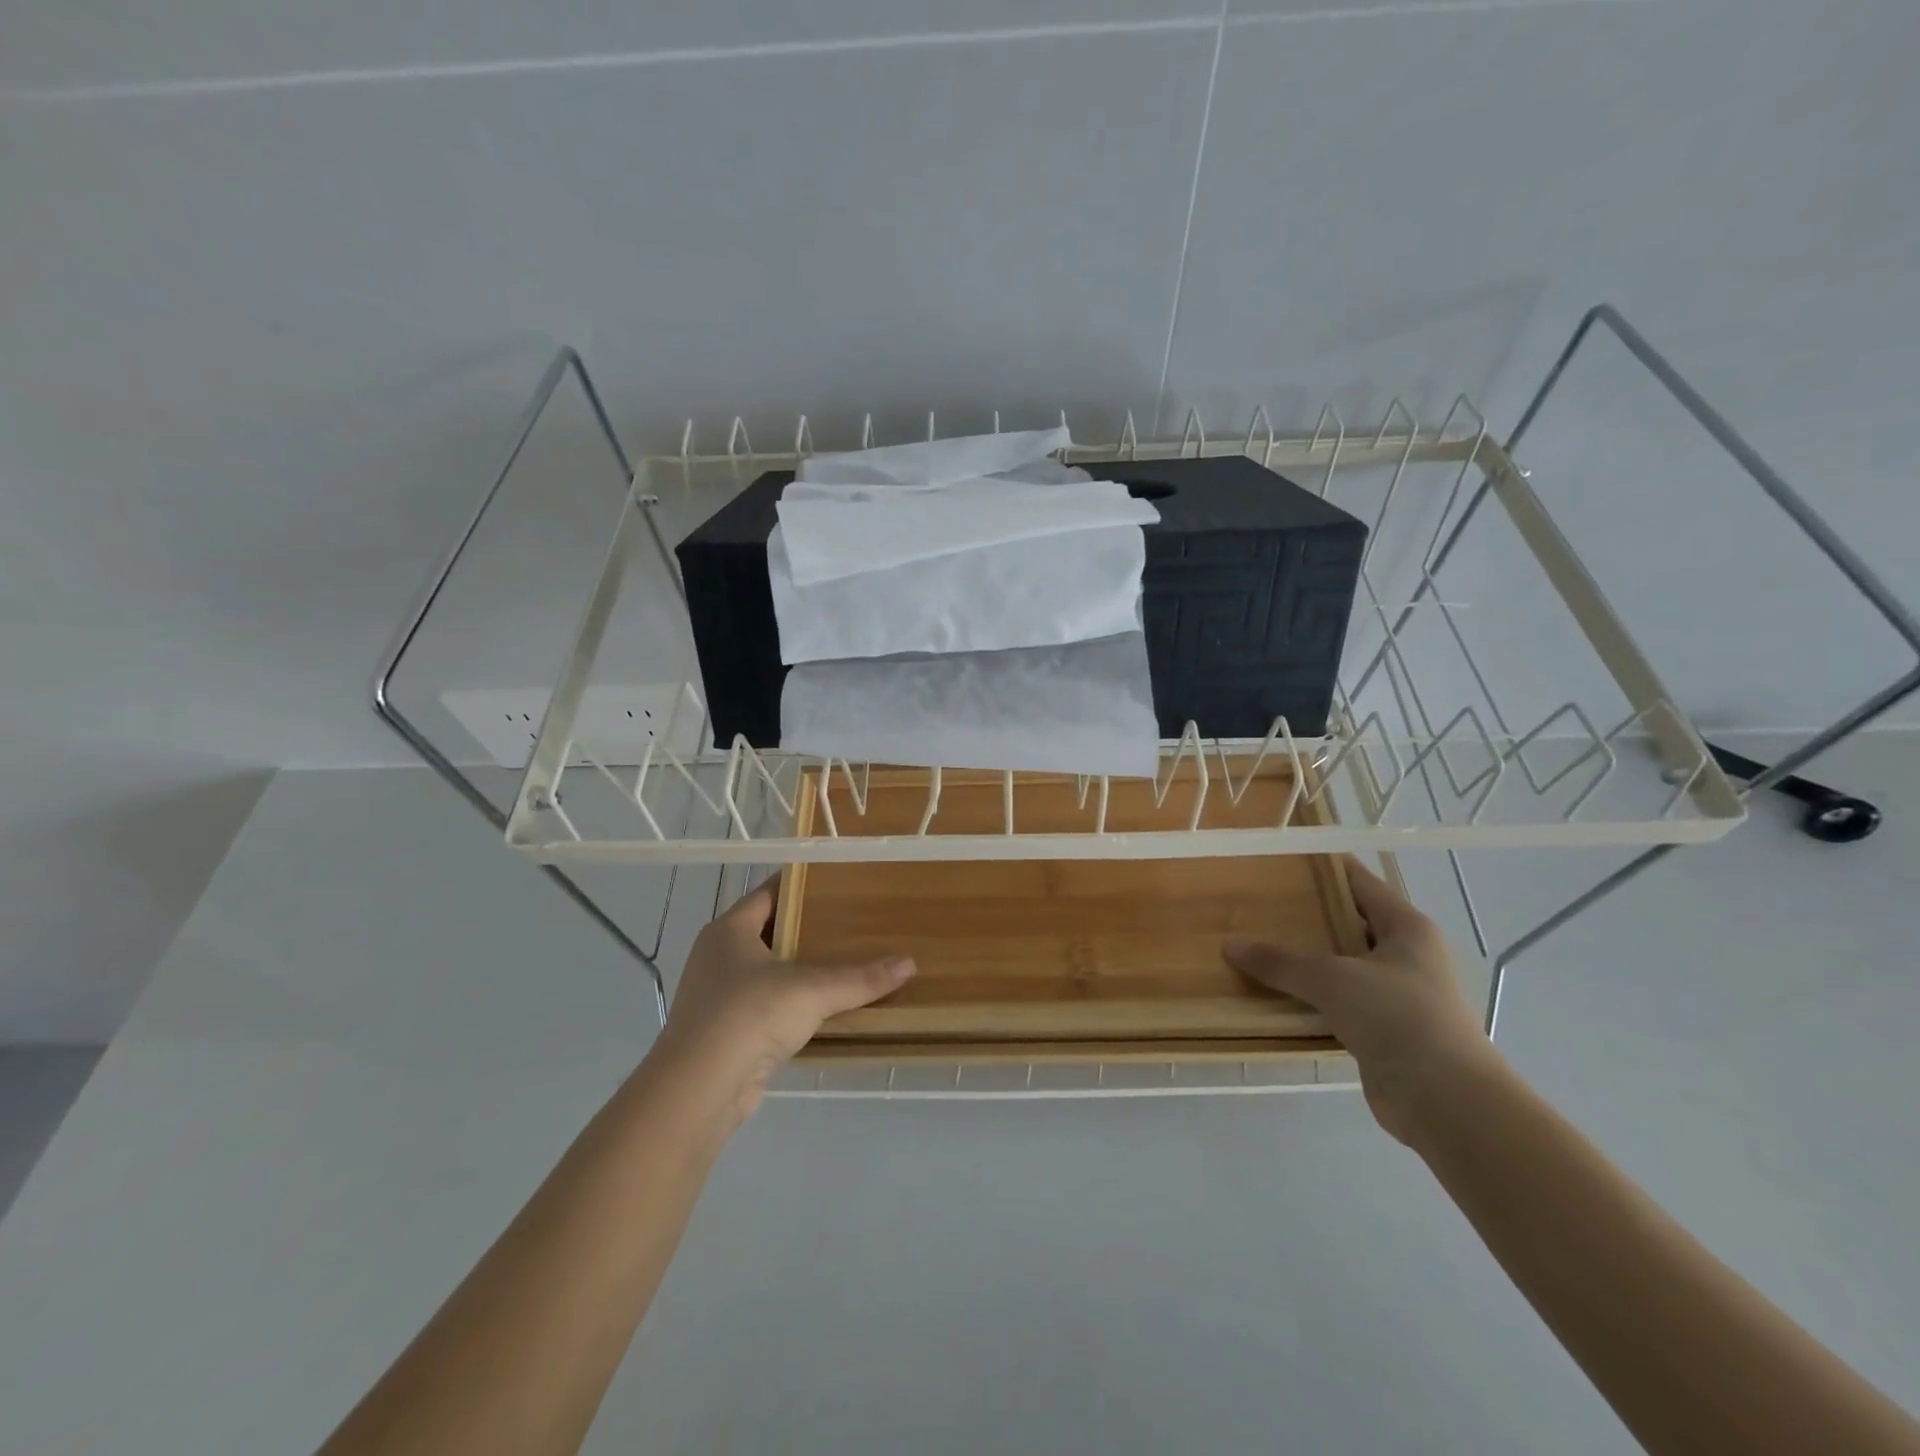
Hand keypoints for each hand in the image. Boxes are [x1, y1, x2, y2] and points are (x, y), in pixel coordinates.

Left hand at [649, 882, 914, 1125]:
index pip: (768, 893)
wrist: (698, 1091)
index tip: (837, 881)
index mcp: (729, 930)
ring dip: (799, 969)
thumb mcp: (812, 990)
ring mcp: (717, 996)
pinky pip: (765, 1005)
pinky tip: (823, 1007)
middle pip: (768, 931)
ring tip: (844, 961)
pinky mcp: (725, 1032)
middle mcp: (717, 956)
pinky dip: (791, 1003)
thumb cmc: (748, 1016)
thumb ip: (860, 978)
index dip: (801, 885)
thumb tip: (909, 964)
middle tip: (852, 920)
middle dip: (807, 928)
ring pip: (767, 971)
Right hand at [1224, 857, 1496, 1143]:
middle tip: (1257, 902)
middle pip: (1347, 923)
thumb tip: (1229, 946)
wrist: (1446, 1101)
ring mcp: (1395, 995)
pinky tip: (1273, 993)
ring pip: (1340, 965)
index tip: (1281, 859)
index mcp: (1406, 927)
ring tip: (1256, 944)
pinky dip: (1309, 998)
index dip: (1323, 867)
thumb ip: (1280, 961)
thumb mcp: (1332, 979)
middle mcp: (1405, 955)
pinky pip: (1337, 1002)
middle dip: (1305, 915)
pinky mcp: (1383, 1031)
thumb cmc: (1397, 1017)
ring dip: (1304, 960)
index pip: (1359, 882)